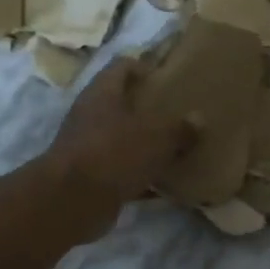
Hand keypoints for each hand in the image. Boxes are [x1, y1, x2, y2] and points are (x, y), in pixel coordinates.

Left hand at [41, 57, 193, 238]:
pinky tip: (164, 183)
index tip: (169, 78)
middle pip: (122, 103)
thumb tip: (198, 119)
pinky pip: (121, 169)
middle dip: (148, 108)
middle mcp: (91, 114)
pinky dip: (140, 174)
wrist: (72, 202)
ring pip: (122, 138)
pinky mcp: (90, 176)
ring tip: (176, 147)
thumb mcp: (156, 138)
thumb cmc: (114, 154)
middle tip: (178, 114)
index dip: (145, 67)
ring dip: (145, 143)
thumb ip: (179, 129)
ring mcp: (88, 146)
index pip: (123, 66)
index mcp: (103, 93)